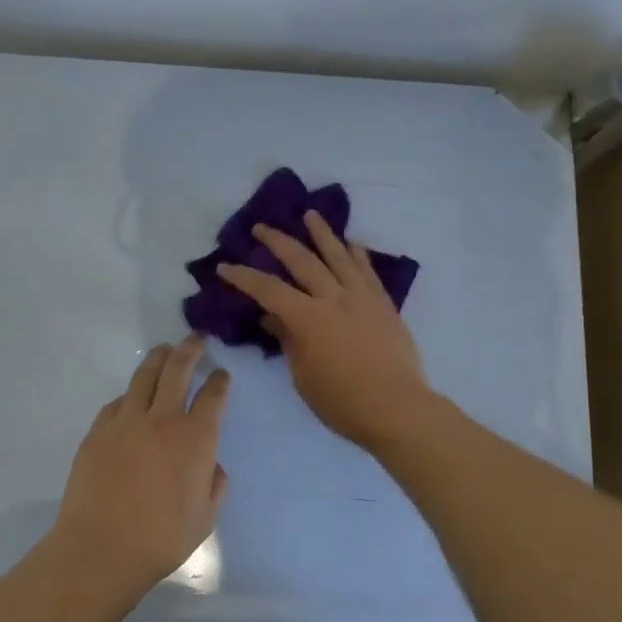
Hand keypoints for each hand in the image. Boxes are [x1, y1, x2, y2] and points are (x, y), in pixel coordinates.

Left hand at [52, 336, 230, 599]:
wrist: (101, 549)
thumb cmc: (162, 538)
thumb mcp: (206, 517)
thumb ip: (215, 484)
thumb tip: (211, 465)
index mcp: (196, 438)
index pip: (214, 395)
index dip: (220, 380)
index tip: (222, 374)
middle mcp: (163, 419)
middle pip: (179, 369)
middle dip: (190, 349)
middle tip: (196, 338)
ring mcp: (126, 421)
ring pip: (145, 375)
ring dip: (158, 358)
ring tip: (164, 349)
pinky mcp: (98, 431)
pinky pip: (117, 402)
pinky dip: (129, 395)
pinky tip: (131, 399)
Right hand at [218, 212, 433, 451]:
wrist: (396, 407)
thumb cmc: (342, 402)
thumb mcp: (303, 376)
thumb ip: (289, 341)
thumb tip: (273, 318)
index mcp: (308, 319)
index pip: (268, 290)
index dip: (244, 277)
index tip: (225, 266)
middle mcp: (334, 298)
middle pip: (302, 261)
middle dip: (278, 242)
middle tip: (261, 228)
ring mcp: (362, 298)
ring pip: (339, 256)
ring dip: (322, 233)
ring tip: (311, 214)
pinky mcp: (383, 304)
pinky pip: (368, 271)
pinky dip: (358, 255)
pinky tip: (353, 243)